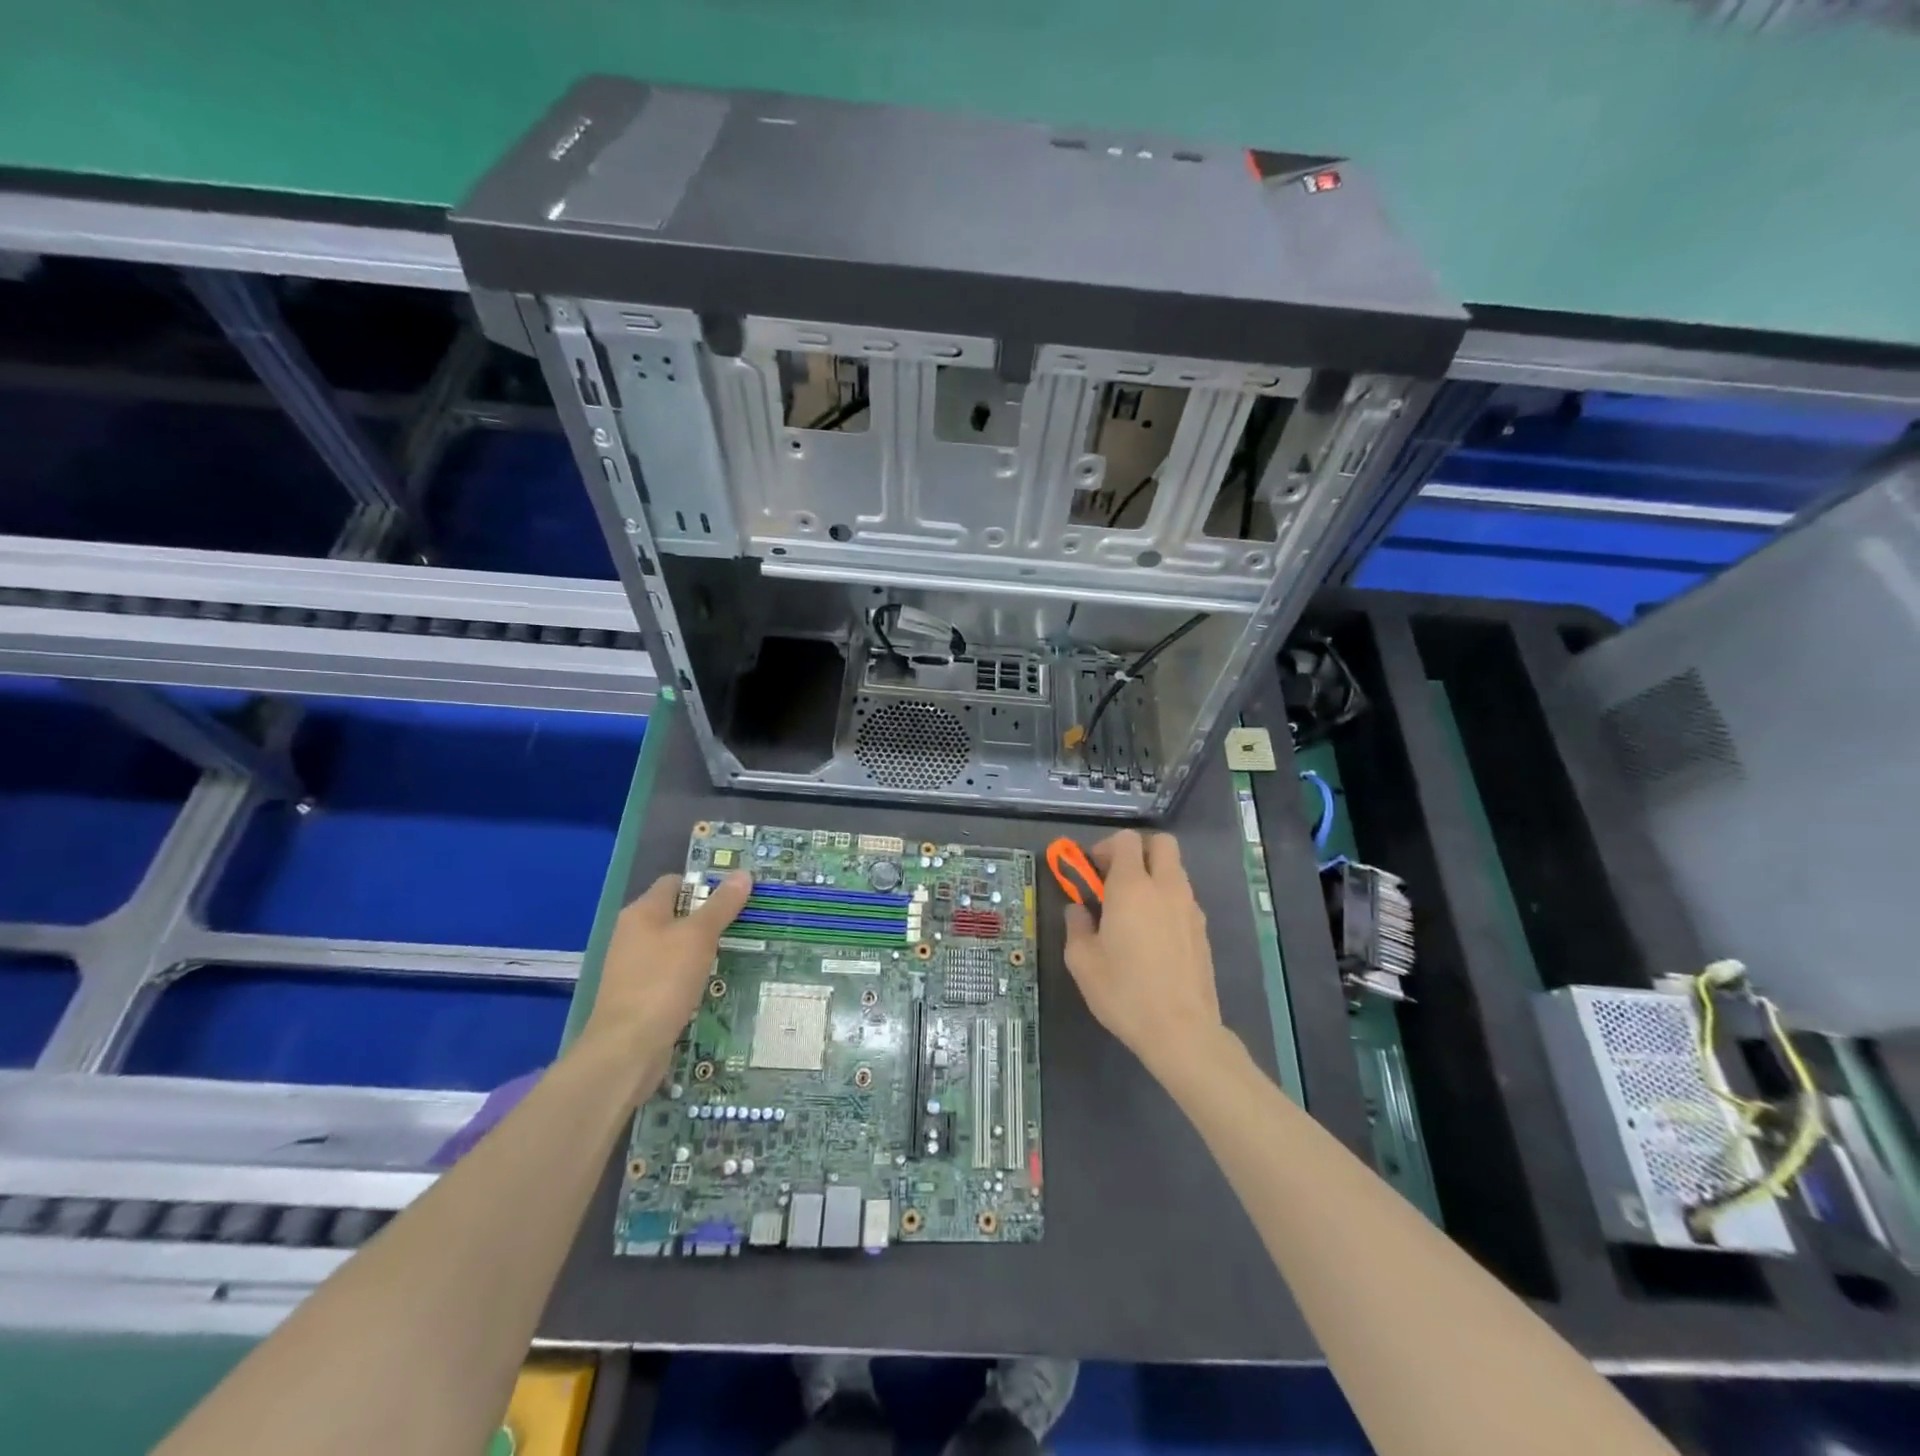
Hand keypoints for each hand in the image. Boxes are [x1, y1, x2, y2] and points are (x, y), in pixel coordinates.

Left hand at [587, 871, 751, 1067]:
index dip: (705, 884)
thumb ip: (721, 905)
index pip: (675, 882)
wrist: (627, 1048)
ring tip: (735, 952)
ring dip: (701, 949)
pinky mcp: (638, 995)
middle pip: (676, 913)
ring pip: (675, 946)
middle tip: (744, 923)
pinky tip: (711, 983)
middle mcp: (632, 934)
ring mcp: (633, 966)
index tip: (736, 896)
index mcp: (641, 912)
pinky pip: (670, 973)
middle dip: (708, 918)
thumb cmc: (663, 981)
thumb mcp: (699, 937)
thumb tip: (743, 873)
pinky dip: (690, 974)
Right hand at [1062, 830, 1225, 1080]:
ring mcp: (1190, 908)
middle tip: (1116, 877)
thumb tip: (1078, 910)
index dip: (1106, 847)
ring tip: (1132, 910)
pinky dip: (1166, 901)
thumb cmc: (1124, 992)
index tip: (1092, 871)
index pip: (1126, 840)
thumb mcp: (1082, 961)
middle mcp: (1166, 888)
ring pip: (1175, 870)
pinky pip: (1183, 898)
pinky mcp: (1203, 930)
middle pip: (1161, 843)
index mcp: (1132, 887)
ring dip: (1154, 875)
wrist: (1181, 1031)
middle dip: (1138, 850)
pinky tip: (1152, 934)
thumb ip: (1076, 926)